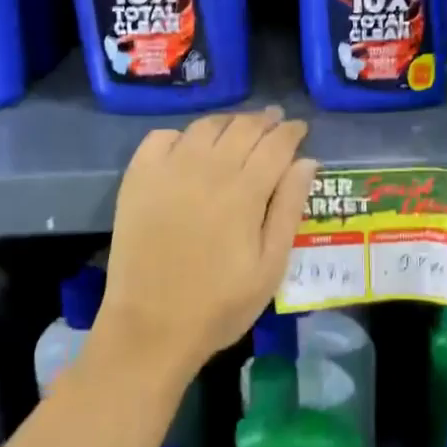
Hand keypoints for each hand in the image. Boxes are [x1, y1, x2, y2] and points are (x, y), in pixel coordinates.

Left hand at [97, 107, 318, 381]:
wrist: (150, 327)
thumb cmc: (219, 304)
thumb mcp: (270, 267)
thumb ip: (289, 209)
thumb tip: (307, 161)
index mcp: (245, 192)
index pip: (276, 144)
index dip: (291, 131)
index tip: (299, 128)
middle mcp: (208, 169)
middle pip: (243, 127)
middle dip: (264, 120)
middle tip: (274, 120)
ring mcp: (169, 170)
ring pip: (206, 126)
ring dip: (229, 121)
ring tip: (239, 128)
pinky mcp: (138, 178)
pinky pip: (162, 137)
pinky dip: (183, 134)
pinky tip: (190, 146)